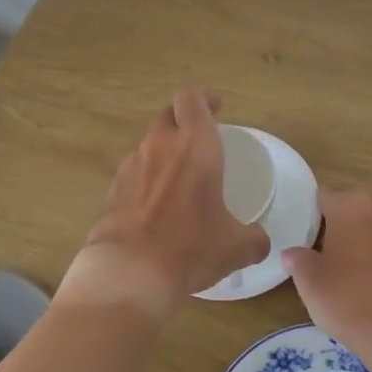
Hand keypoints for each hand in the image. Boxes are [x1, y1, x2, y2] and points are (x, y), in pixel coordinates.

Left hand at [63, 88, 270, 316]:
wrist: (130, 272)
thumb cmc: (191, 247)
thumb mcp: (236, 247)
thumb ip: (254, 237)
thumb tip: (259, 240)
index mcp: (195, 146)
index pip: (192, 98)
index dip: (204, 98)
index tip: (215, 108)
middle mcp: (160, 146)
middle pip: (168, 115)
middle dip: (184, 121)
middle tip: (199, 141)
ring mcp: (131, 166)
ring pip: (149, 145)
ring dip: (164, 153)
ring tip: (179, 180)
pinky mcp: (112, 190)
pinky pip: (134, 174)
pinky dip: (146, 180)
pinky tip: (156, 207)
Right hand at [283, 189, 371, 362]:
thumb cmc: (347, 298)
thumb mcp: (308, 280)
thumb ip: (297, 258)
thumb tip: (294, 254)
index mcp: (351, 203)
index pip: (321, 197)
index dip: (307, 215)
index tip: (299, 235)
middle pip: (348, 205)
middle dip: (334, 222)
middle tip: (316, 248)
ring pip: (368, 223)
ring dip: (355, 235)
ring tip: (337, 262)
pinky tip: (361, 275)